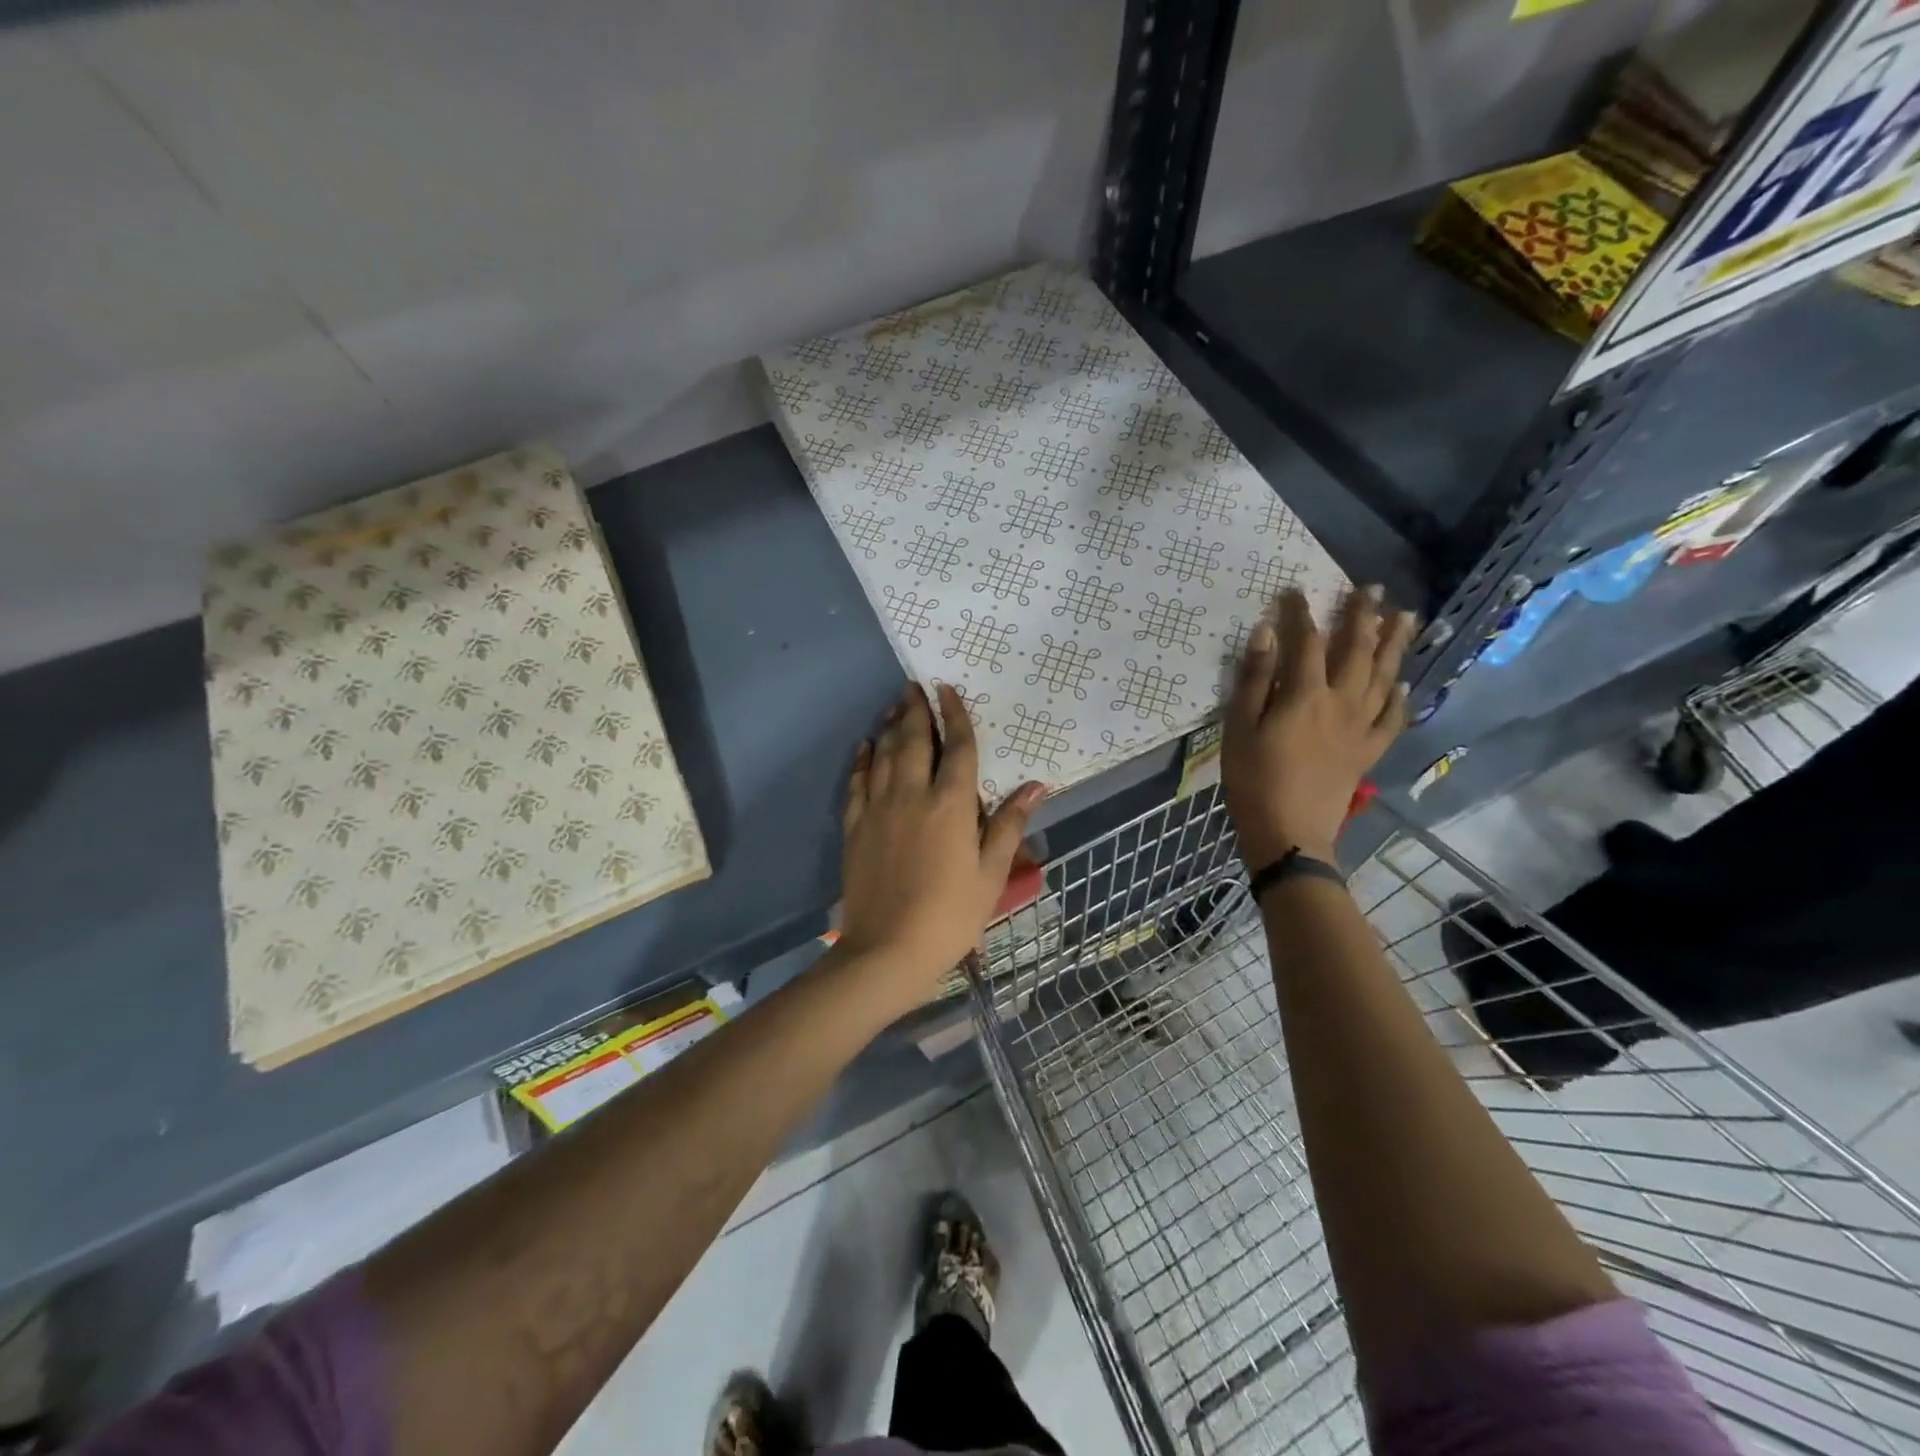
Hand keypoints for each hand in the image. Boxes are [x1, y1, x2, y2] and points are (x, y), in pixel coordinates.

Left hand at [837, 684, 1044, 1007]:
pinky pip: (856, 782)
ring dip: (888, 726)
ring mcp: (878, 809)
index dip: (955, 716)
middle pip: (912, 740)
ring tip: (893, 706)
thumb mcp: (991, 874)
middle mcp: (912, 794)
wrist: (888, 949)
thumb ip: (1009, 824)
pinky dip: (860, 760)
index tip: (948, 690)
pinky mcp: (855, 827)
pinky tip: (864, 747)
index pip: (956, 747)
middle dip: (915, 710)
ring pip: (882, 754)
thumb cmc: (951, 914)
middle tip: (914, 686)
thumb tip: (1037, 786)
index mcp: (951, 804)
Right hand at [1223, 587, 1416, 866]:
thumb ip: (1253, 679)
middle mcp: (1341, 703)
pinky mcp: (1368, 751)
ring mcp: (1360, 728)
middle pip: (1357, 650)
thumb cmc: (1254, 780)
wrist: (1289, 833)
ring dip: (1394, 644)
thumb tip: (1264, 633)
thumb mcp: (1239, 728)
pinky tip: (1404, 683)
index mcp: (1305, 695)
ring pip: (1384, 676)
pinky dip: (1401, 697)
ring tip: (1405, 617)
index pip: (1305, 641)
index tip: (1294, 590)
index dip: (1300, 613)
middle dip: (1363, 616)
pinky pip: (1392, 718)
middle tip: (1372, 589)